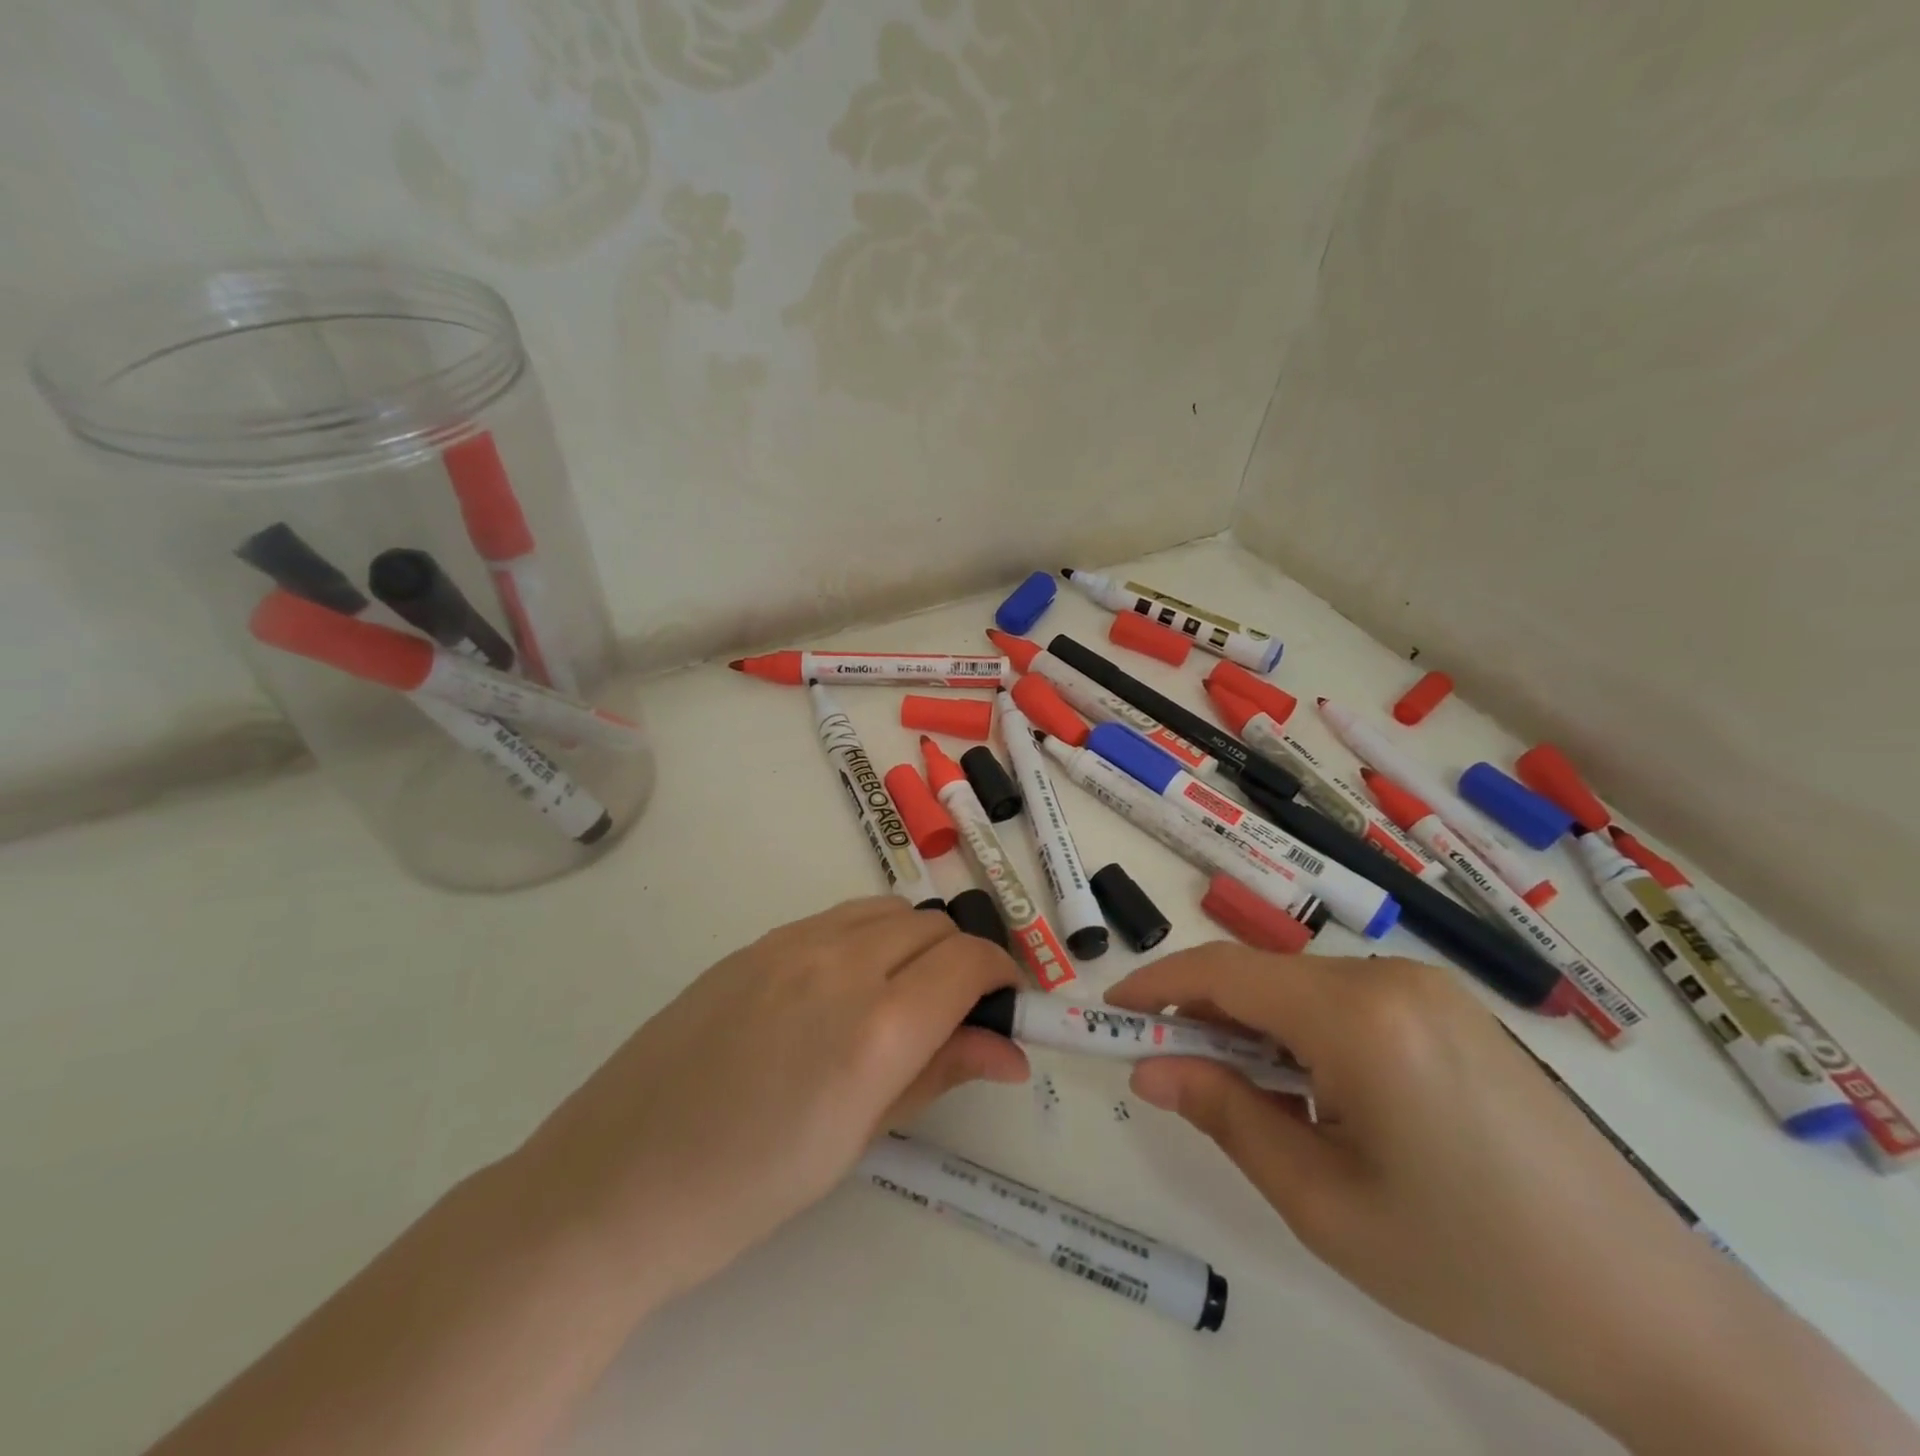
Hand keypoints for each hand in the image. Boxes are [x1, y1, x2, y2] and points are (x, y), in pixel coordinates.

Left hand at [511, 897, 1026, 1305]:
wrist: (616, 1182)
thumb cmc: (748, 1188)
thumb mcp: (858, 1139)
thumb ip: (938, 1074)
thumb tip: (1009, 1051)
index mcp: (875, 1026)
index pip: (968, 962)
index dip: (1001, 977)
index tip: (1005, 1007)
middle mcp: (840, 963)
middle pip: (933, 927)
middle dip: (961, 961)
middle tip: (955, 1015)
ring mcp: (791, 943)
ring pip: (887, 911)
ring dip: (915, 942)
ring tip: (901, 997)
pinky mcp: (755, 943)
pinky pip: (836, 919)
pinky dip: (867, 937)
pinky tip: (843, 988)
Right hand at [1104, 947, 1735, 1424]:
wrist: (1655, 1316)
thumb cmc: (1472, 1268)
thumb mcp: (1323, 1202)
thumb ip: (1225, 1116)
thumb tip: (1149, 1068)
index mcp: (1360, 1017)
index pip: (1225, 972)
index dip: (1158, 983)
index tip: (1111, 1011)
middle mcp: (1393, 979)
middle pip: (1264, 976)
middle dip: (1205, 1013)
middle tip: (1168, 1068)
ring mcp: (1432, 990)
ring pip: (1304, 987)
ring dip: (1257, 1027)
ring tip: (1250, 1097)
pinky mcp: (1456, 1012)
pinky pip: (1349, 1001)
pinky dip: (1306, 1032)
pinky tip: (1320, 1095)